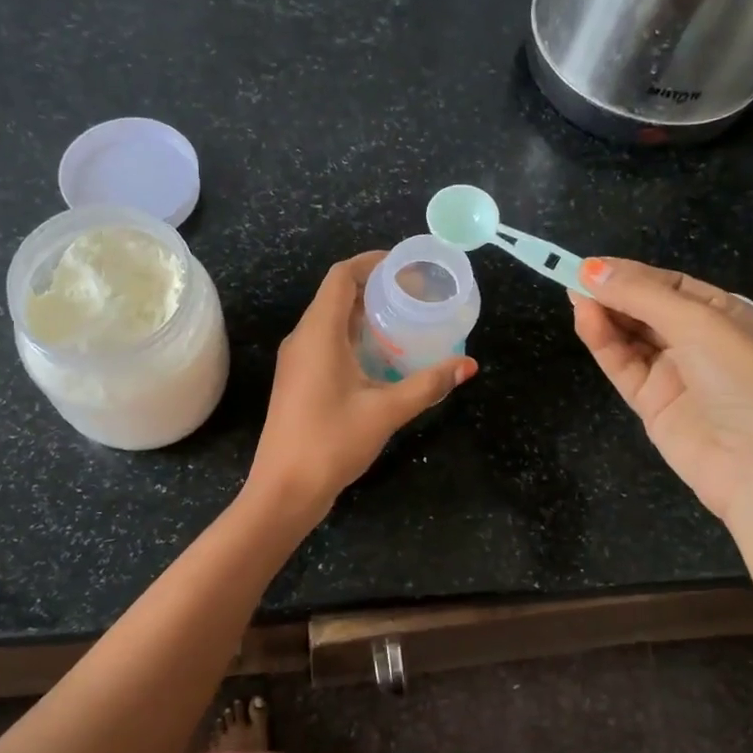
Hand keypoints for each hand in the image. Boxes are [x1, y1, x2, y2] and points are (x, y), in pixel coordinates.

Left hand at [247, 252, 476, 520]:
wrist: (284, 489)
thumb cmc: (331, 442)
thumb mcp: (386, 411)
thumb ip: (428, 385)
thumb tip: (468, 365)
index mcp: (318, 333)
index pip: (341, 276)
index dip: (372, 263)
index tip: (406, 266)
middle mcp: (302, 339)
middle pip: (337, 296)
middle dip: (376, 289)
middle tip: (416, 294)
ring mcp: (297, 361)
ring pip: (331, 321)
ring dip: (365, 315)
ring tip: (406, 321)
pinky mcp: (298, 381)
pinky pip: (327, 344)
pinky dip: (355, 338)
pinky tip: (383, 357)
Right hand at [571, 258, 752, 525]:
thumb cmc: (745, 378)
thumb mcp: (699, 323)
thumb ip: (642, 295)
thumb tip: (590, 269)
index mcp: (725, 314)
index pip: (669, 285)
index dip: (630, 274)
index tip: (590, 266)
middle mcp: (700, 341)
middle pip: (646, 309)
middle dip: (613, 293)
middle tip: (574, 279)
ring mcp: (675, 374)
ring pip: (630, 336)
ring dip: (604, 316)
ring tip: (574, 298)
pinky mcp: (652, 404)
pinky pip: (623, 365)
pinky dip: (603, 343)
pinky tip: (586, 322)